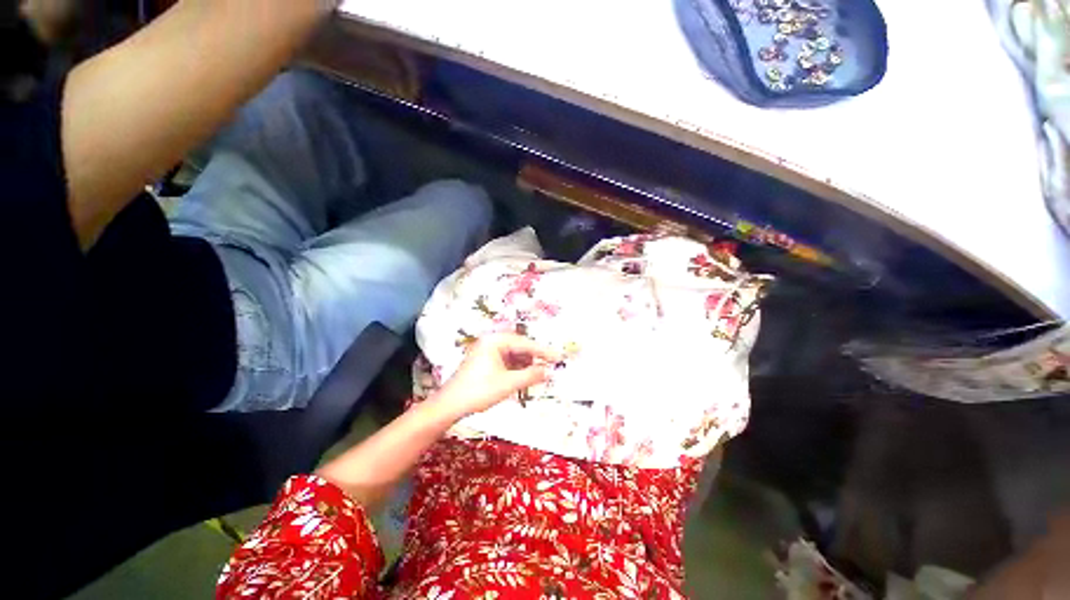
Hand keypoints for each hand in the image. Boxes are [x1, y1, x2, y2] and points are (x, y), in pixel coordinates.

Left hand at [436, 334, 560, 418]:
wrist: (449, 405)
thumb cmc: (478, 391)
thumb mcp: (508, 383)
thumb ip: (531, 375)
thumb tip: (550, 372)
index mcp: (495, 341)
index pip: (524, 343)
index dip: (543, 351)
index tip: (558, 357)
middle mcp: (491, 342)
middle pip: (519, 347)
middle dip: (535, 358)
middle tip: (551, 366)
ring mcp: (487, 351)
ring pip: (513, 355)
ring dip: (526, 364)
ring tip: (541, 373)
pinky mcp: (485, 362)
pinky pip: (506, 361)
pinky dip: (517, 369)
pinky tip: (526, 376)